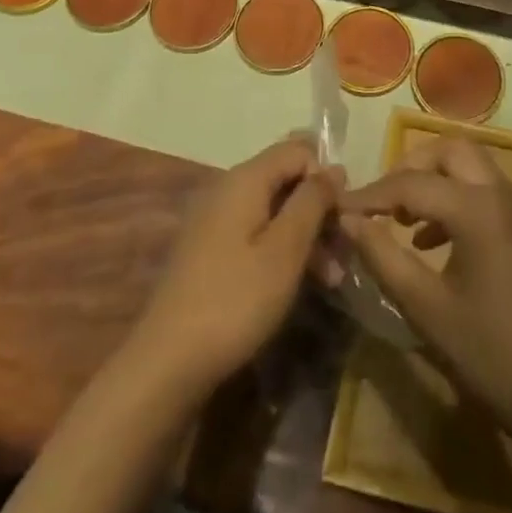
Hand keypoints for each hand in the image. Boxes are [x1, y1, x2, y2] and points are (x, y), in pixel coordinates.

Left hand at [132, 136, 338, 398]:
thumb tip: (334, 168)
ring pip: (274, 210)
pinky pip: (257, 233)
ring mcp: (217, 219)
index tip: (342, 218)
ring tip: (332, 279)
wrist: (167, 362)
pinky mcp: (211, 250)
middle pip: (286, 179)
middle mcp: (229, 188)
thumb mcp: (285, 250)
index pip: (298, 150)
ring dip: (306, 237)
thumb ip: (312, 201)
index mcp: (246, 178)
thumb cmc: (235, 300)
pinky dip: (282, 251)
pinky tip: (301, 284)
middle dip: (319, 211)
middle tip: (344, 253)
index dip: (325, 178)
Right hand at [340, 137, 511, 438]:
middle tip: (382, 201)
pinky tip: (435, 242)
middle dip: (412, 167)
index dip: (371, 195)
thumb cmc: (495, 356)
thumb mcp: (428, 310)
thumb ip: (384, 258)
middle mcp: (502, 193)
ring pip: (472, 167)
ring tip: (403, 221)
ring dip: (436, 180)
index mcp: (477, 208)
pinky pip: (487, 191)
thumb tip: (349, 220)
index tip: (339, 209)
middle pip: (450, 151)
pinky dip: (457, 198)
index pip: (411, 183)